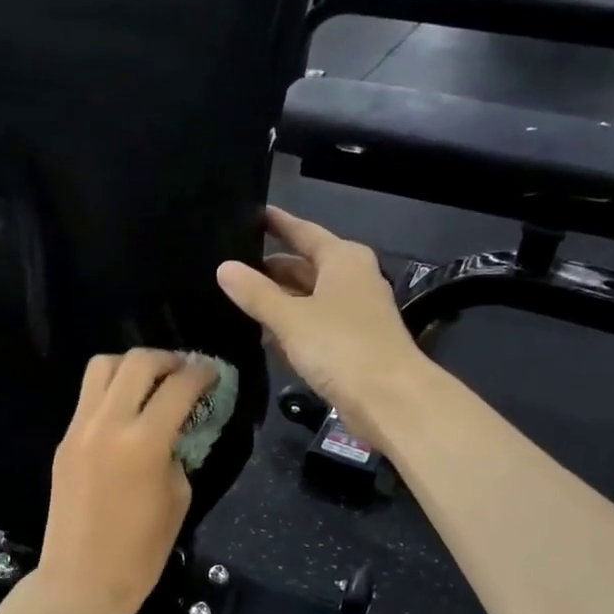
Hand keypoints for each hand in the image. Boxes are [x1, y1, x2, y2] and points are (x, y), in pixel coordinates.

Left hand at [33, 350, 219, 613]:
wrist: (81, 580)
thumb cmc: (141, 551)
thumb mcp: (178, 497)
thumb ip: (178, 451)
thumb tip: (176, 428)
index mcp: (144, 441)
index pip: (179, 386)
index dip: (203, 374)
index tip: (214, 373)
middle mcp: (107, 423)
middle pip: (138, 361)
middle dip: (168, 359)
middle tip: (185, 372)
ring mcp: (79, 428)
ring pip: (103, 367)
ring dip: (132, 367)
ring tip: (152, 384)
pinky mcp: (64, 440)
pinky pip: (88, 397)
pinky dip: (112, 392)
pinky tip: (128, 412)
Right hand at [216, 207, 424, 445]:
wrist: (389, 398)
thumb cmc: (341, 346)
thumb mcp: (290, 317)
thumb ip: (256, 293)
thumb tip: (224, 268)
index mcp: (343, 259)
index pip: (303, 232)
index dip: (277, 224)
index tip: (251, 215)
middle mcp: (352, 279)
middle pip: (305, 266)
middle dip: (271, 268)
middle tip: (230, 267)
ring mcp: (354, 313)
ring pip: (308, 298)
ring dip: (278, 300)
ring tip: (236, 299)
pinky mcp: (352, 344)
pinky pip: (314, 325)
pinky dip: (291, 326)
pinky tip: (263, 334)